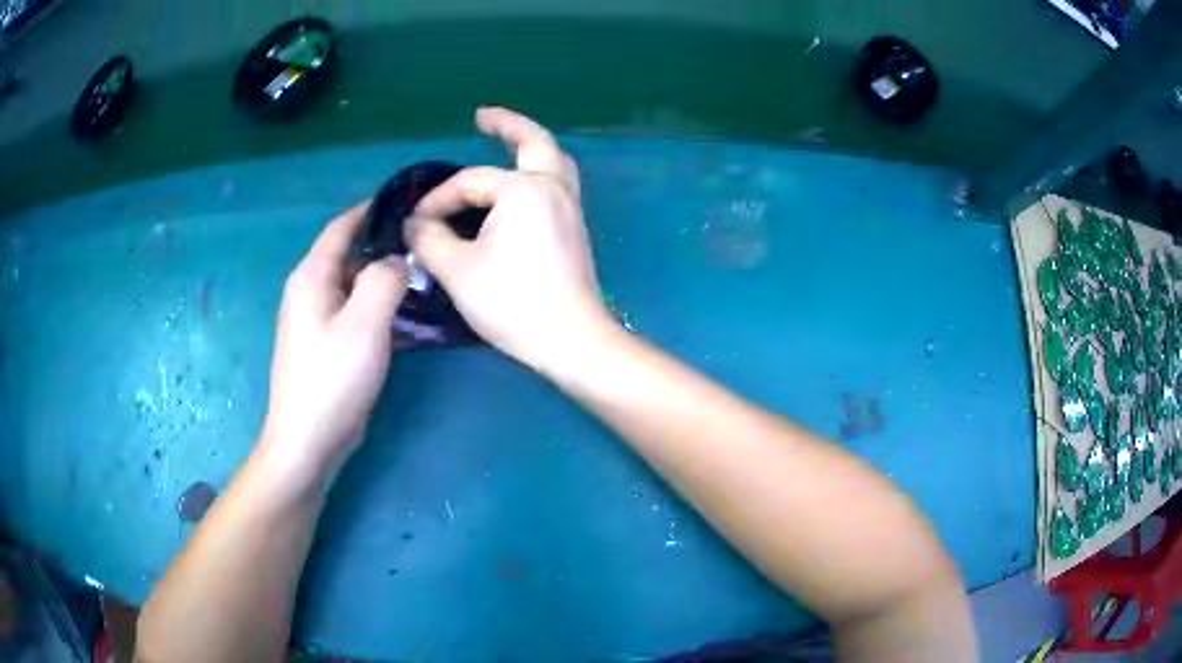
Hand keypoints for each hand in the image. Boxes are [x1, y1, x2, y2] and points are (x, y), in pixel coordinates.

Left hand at [262, 203, 407, 484]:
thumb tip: (397, 261)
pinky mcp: (324, 344)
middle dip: (384, 247)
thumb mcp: (365, 323)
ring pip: (353, 285)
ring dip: (383, 280)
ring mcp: (315, 319)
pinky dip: (377, 307)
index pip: (341, 227)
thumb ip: (385, 280)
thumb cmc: (333, 379)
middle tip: (425, 249)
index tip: (408, 202)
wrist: (308, 440)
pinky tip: (404, 318)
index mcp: (311, 276)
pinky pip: (353, 311)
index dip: (372, 210)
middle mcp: (309, 291)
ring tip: (422, 281)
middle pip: (349, 255)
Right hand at [407, 107, 614, 373]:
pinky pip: (557, 184)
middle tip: (482, 117)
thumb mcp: (457, 270)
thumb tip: (414, 225)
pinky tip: (519, 186)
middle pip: (534, 142)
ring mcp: (570, 208)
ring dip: (530, 145)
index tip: (414, 225)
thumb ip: (429, 239)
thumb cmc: (513, 303)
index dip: (437, 201)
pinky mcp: (574, 229)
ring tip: (506, 141)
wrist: (572, 340)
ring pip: (554, 161)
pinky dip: (538, 171)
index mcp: (524, 190)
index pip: (470, 182)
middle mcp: (553, 188)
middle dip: (507, 125)